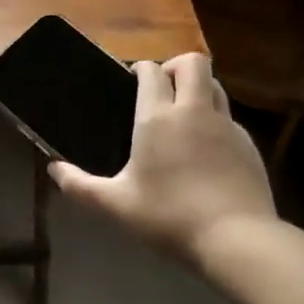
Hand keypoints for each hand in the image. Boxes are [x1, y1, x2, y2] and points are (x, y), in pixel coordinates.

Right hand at [48, 54, 275, 259]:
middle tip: (161, 90)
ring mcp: (227, 126)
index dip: (141, 69)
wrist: (237, 239)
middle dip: (175, 67)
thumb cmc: (169, 217)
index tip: (131, 82)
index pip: (151, 71)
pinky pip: (229, 118)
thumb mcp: (116, 205)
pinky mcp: (249, 145)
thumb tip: (53, 169)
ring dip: (198, 89)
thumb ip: (80, 186)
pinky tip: (205, 150)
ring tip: (182, 115)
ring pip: (215, 86)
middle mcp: (194, 111)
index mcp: (158, 118)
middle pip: (193, 63)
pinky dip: (215, 121)